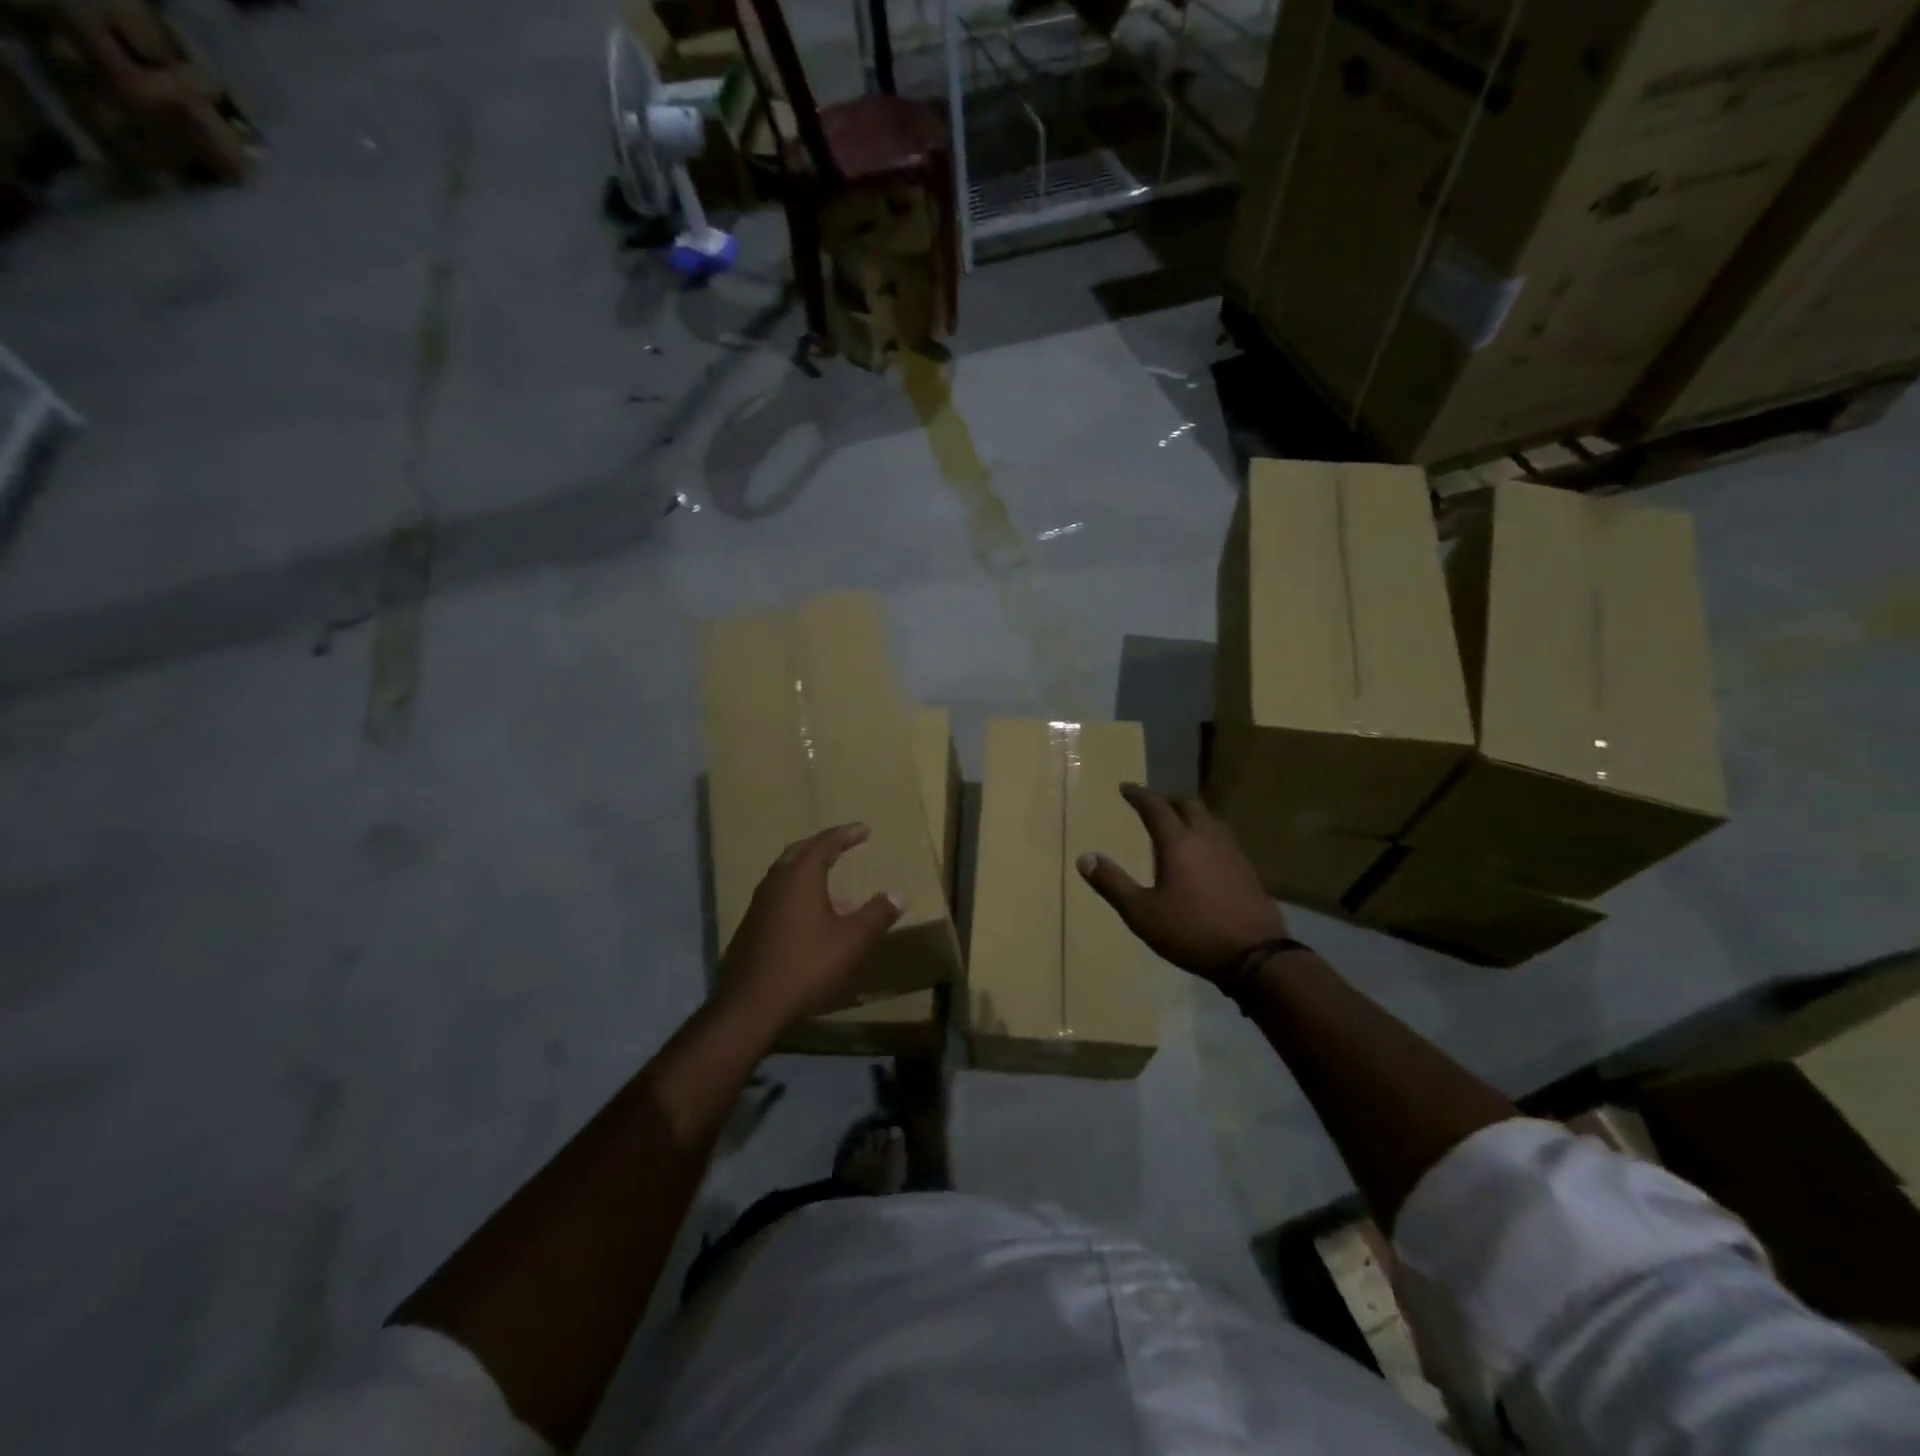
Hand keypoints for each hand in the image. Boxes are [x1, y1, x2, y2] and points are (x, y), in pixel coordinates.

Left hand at [719, 824, 904, 1030]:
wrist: (751, 1005)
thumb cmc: (807, 965)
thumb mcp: (852, 940)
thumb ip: (877, 914)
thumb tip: (899, 893)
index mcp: (799, 876)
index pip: (824, 843)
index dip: (846, 834)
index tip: (864, 829)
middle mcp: (775, 882)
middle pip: (800, 852)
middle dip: (824, 846)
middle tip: (844, 844)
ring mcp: (759, 905)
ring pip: (787, 876)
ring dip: (811, 873)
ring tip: (837, 887)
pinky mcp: (752, 927)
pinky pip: (780, 897)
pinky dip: (800, 894)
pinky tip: (814, 919)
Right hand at [1078, 784, 1286, 983]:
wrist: (1255, 956)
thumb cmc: (1191, 931)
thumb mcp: (1142, 913)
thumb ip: (1113, 884)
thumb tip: (1085, 858)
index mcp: (1178, 843)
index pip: (1156, 807)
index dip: (1139, 795)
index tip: (1126, 788)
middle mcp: (1207, 838)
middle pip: (1189, 805)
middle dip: (1169, 801)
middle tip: (1154, 807)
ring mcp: (1233, 853)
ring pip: (1211, 821)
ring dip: (1193, 817)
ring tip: (1180, 828)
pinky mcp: (1248, 871)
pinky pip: (1225, 841)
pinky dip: (1209, 837)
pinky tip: (1206, 857)